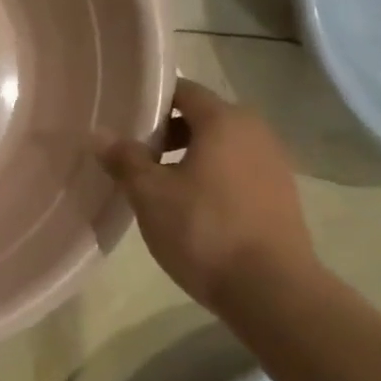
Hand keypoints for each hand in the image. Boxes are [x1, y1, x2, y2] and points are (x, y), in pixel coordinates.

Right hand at [98, 78, 315, 311]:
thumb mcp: (150, 194)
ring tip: (158, 183)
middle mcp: (256, 132)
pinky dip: (212, 177)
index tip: (123, 120)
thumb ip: (124, 159)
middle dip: (167, 131)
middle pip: (204, 117)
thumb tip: (99, 133)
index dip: (150, 101)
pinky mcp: (281, 195)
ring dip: (189, 156)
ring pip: (222, 146)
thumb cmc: (204, 230)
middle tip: (134, 154)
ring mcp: (274, 164)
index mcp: (225, 120)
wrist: (271, 289)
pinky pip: (237, 171)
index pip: (183, 90)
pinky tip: (191, 207)